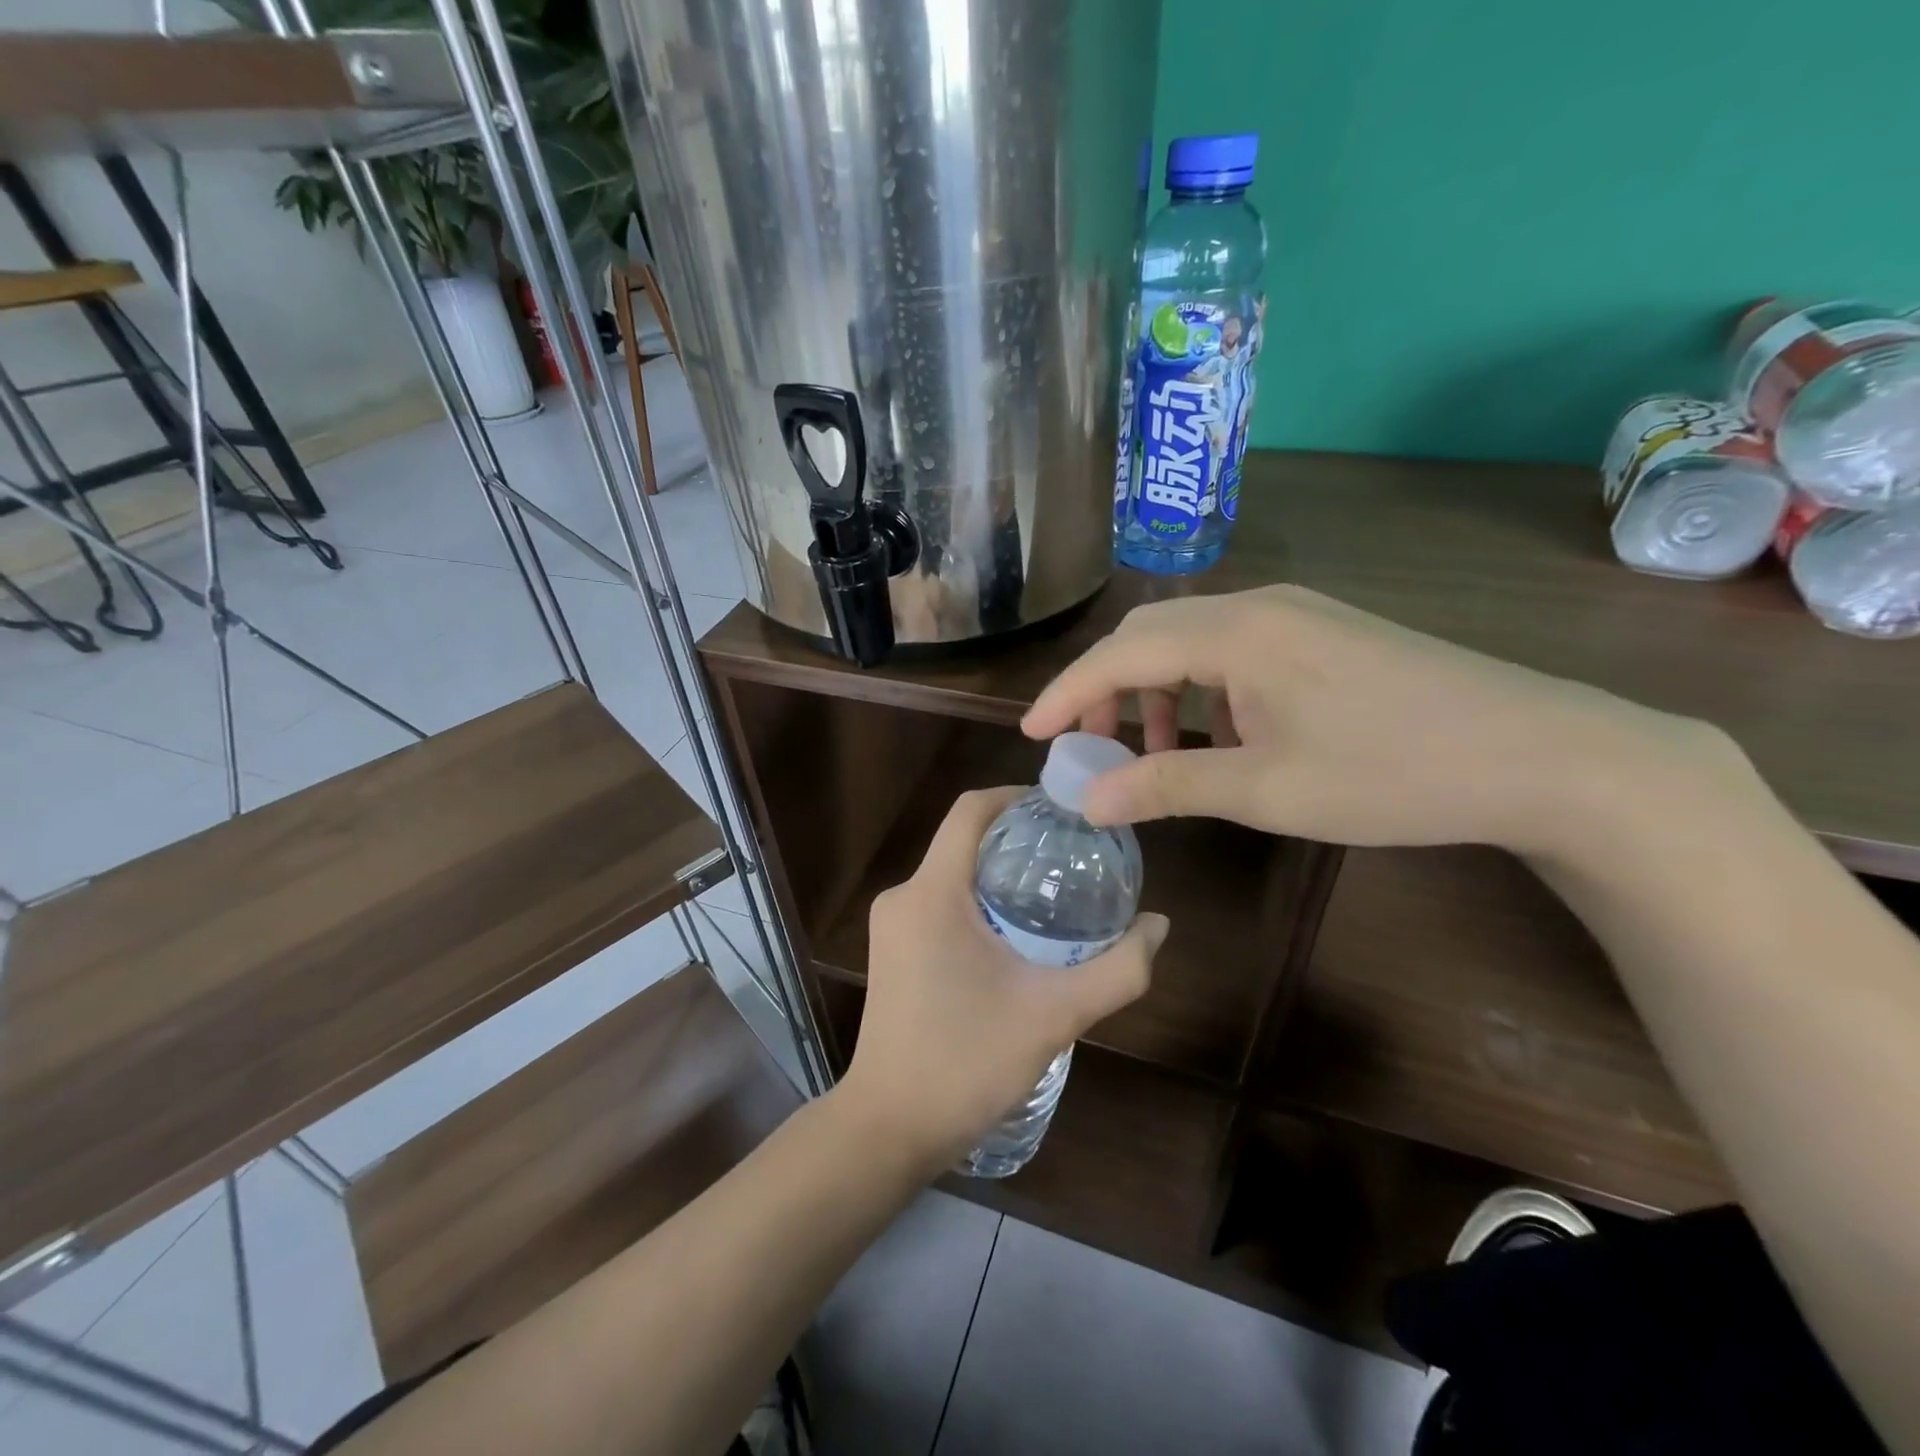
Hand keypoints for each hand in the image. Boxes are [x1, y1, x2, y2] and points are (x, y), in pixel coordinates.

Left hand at [838, 788, 1168, 1173]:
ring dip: (997, 872)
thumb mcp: (1054, 1016)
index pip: (970, 810)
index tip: (1062, 807)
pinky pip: (937, 901)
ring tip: (1053, 891)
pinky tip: (1013, 931)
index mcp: (933, 893)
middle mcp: (903, 896)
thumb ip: (1117, 970)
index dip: (1016, 795)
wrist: (888, 1128)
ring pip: (950, 872)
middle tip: (1073, 853)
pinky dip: (976, 899)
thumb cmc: (966, 1064)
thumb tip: (1160, 925)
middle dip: (1016, 838)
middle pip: (964, 840)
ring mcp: (890, 924)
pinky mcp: (890, 948)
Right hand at [1022, 585, 1737, 857]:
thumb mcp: (1266, 789)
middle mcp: (1258, 606)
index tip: (1032, 735)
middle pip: (1150, 636)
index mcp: (1237, 632)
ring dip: (1157, 694)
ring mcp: (1297, 615)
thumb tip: (1087, 801)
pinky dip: (1203, 692)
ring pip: (1192, 643)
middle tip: (1091, 751)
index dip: (1069, 694)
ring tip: (1156, 755)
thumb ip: (1166, 785)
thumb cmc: (1393, 772)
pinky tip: (1221, 738)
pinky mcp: (1324, 633)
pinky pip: (1234, 651)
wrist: (1543, 753)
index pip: (1122, 653)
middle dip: (1108, 692)